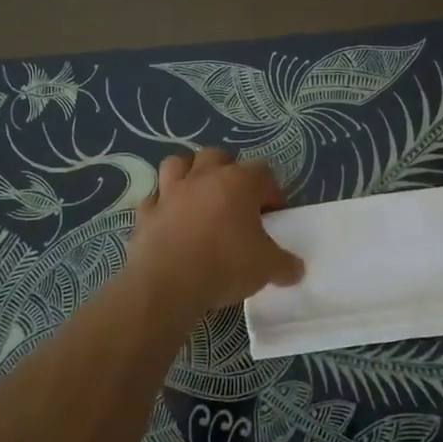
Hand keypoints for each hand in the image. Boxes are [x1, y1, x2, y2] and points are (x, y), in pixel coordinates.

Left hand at [121, 149, 304, 322]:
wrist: (167, 285)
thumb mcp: (267, 268)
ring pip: (177, 164)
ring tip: (198, 198)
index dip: (271, 191)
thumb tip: (296, 269)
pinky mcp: (146, 213)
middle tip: (236, 201)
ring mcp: (170, 192)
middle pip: (217, 156)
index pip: (263, 172)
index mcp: (238, 182)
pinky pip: (154, 200)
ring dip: (189, 174)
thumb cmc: (225, 266)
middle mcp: (203, 178)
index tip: (273, 216)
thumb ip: (285, 264)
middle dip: (228, 172)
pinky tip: (170, 222)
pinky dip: (162, 206)